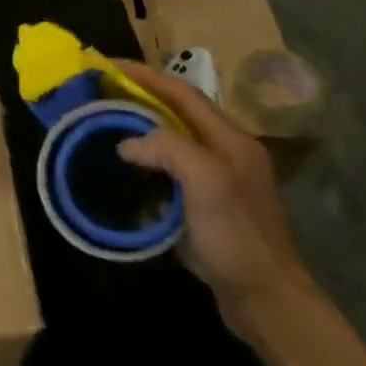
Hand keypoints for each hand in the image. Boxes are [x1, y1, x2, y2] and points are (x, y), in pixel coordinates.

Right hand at [112, 60, 316, 341]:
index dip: (145, 76)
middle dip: (140, 98)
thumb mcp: (206, 182)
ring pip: (171, 143)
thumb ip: (167, 149)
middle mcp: (224, 153)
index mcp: (230, 139)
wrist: (265, 299)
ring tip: (105, 125)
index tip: (107, 65)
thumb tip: (127, 142)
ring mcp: (216, 181)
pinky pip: (169, 173)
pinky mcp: (205, 208)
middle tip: (101, 93)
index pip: (182, 93)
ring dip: (139, 130)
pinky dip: (144, 164)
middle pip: (177, 114)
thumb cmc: (237, 237)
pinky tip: (124, 172)